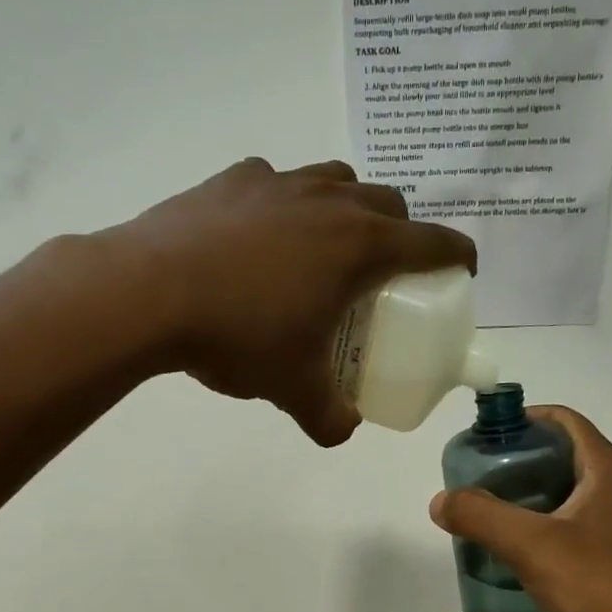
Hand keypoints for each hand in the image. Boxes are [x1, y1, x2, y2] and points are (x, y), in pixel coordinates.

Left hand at [98, 158, 475, 444]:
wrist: (147, 293)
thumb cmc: (240, 337)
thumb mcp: (293, 388)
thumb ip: (328, 417)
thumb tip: (342, 432)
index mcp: (360, 246)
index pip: (431, 242)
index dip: (456, 254)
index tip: (463, 269)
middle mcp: (329, 201)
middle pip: (388, 201)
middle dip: (401, 232)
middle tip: (386, 271)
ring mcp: (279, 182)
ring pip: (336, 179)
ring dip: (348, 207)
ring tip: (328, 248)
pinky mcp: (233, 179)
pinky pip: (278, 182)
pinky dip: (286, 205)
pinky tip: (263, 238)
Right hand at [429, 406, 611, 611]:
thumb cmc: (598, 587)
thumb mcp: (531, 546)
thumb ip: (481, 517)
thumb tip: (441, 501)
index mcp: (609, 471)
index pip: (565, 421)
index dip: (525, 419)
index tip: (486, 438)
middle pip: (564, 457)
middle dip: (520, 463)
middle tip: (478, 481)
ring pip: (569, 497)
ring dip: (530, 499)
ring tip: (490, 516)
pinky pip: (575, 530)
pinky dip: (544, 530)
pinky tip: (518, 554)